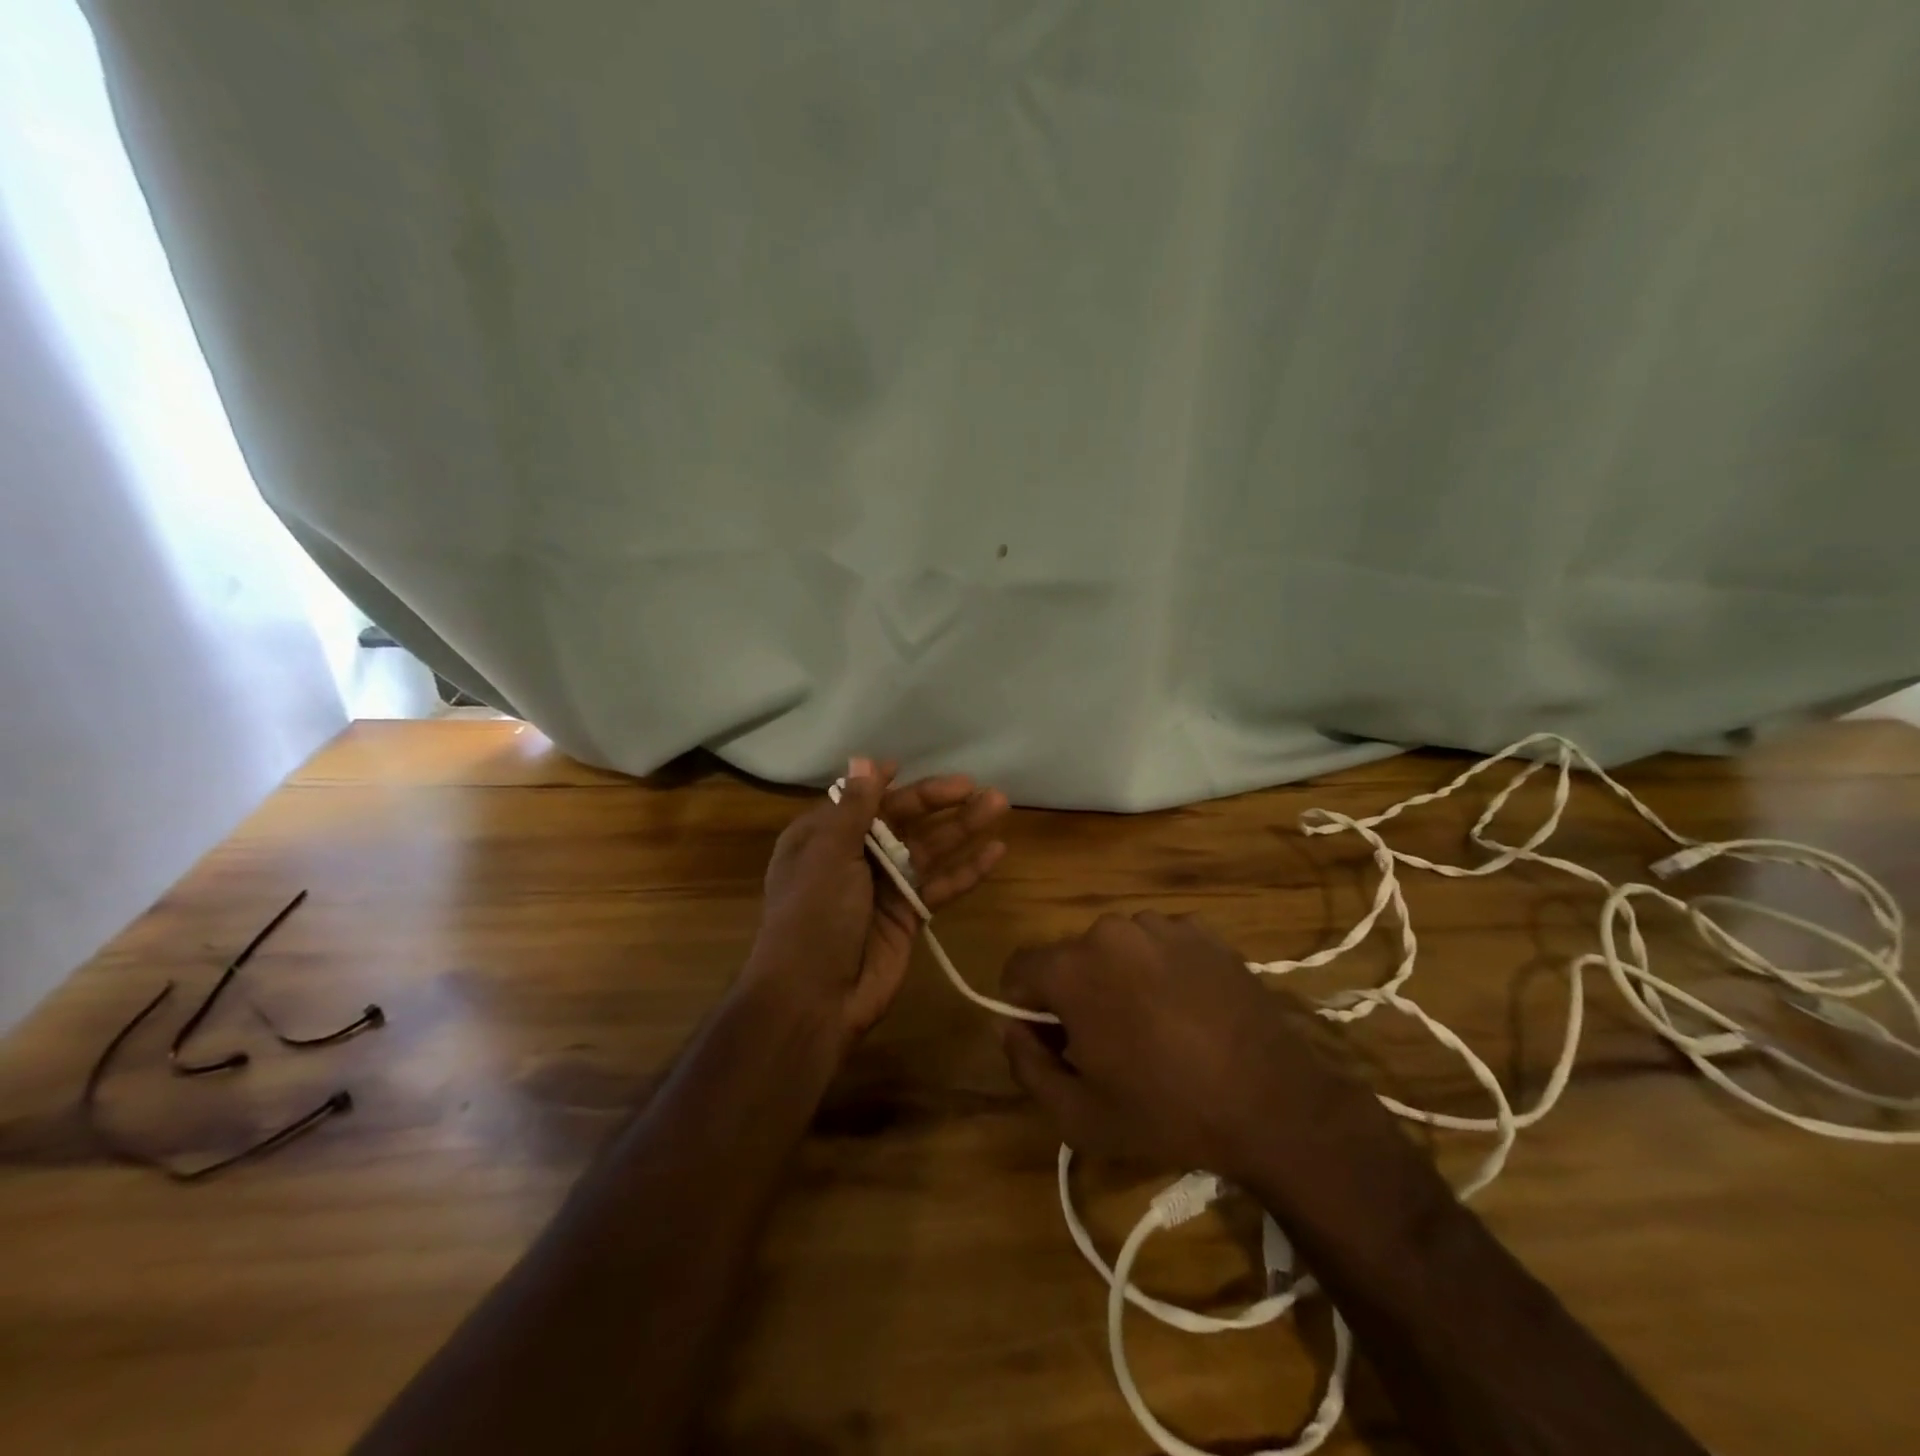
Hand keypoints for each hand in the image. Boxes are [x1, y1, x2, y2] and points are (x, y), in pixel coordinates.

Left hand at [744, 757, 1010, 1047]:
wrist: (814, 998)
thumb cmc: (814, 916)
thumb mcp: (828, 855)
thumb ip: (854, 809)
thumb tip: (865, 760)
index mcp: (822, 839)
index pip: (862, 802)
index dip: (887, 785)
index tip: (910, 765)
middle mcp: (854, 858)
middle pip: (902, 821)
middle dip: (938, 802)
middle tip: (976, 786)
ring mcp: (884, 888)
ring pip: (929, 849)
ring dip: (963, 828)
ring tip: (999, 805)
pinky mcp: (908, 916)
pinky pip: (941, 886)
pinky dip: (968, 870)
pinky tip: (996, 851)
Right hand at [998, 912, 1399, 1190]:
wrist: (1273, 1103)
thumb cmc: (1166, 1112)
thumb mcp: (1078, 1115)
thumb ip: (1025, 1066)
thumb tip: (1008, 1027)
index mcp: (1072, 968)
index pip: (1019, 969)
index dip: (1024, 1007)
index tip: (1052, 1041)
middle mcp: (1109, 930)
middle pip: (1069, 958)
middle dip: (1074, 995)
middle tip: (1107, 1045)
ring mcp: (1160, 924)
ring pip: (1114, 949)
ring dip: (1117, 980)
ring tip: (1154, 1028)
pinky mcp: (1201, 930)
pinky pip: (1158, 944)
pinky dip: (1158, 970)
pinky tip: (1188, 1011)